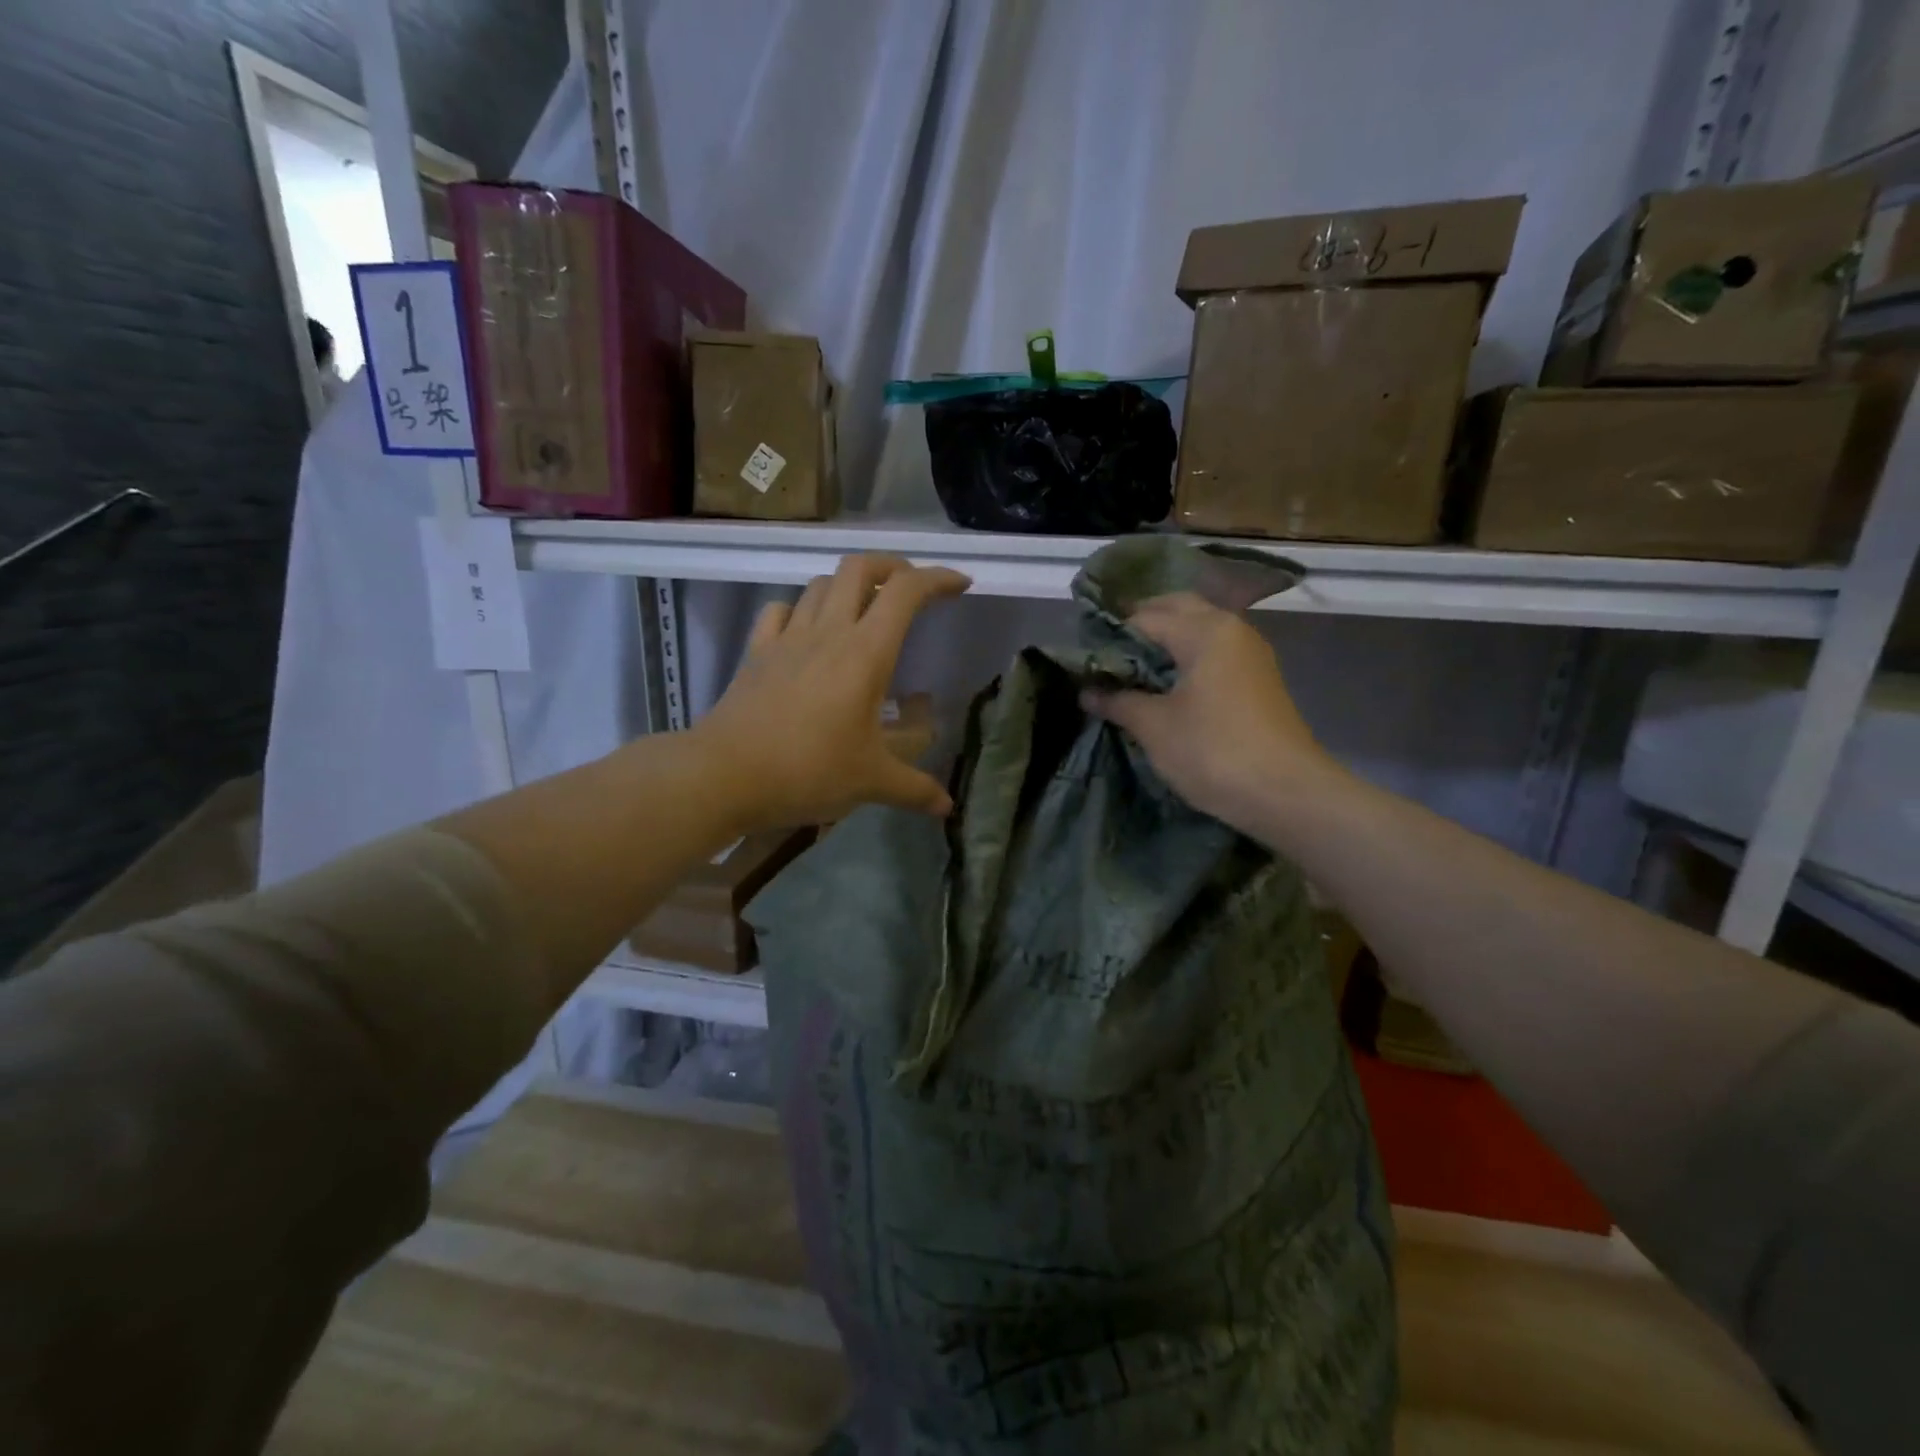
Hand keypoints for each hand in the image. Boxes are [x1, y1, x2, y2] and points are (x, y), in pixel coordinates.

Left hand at [695, 555, 969, 829]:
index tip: (961, 585)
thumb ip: (915, 789)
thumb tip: (947, 808)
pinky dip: (800, 610)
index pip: (907, 593)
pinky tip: (806, 632)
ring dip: (847, 587)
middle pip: (859, 568)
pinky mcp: (757, 653)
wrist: (724, 774)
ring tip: (863, 612)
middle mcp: (828, 632)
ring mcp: (787, 638)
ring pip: (819, 585)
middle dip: (891, 567)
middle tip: (910, 589)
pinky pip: (780, 612)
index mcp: (865, 653)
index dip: (938, 578)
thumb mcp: (871, 782)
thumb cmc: (808, 770)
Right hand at [1082, 592, 1332, 830]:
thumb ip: (1118, 701)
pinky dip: (1187, 657)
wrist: (1287, 794)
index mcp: (1204, 630)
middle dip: (1141, 626)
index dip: (1111, 636)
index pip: (1144, 617)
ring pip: (1199, 628)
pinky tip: (1166, 685)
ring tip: (1132, 671)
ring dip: (1166, 641)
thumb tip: (1087, 691)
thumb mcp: (1154, 727)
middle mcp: (1231, 629)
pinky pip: (1214, 651)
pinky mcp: (1258, 678)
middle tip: (1108, 656)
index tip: (1085, 660)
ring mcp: (1250, 652)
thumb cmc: (1214, 752)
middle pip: (1177, 609)